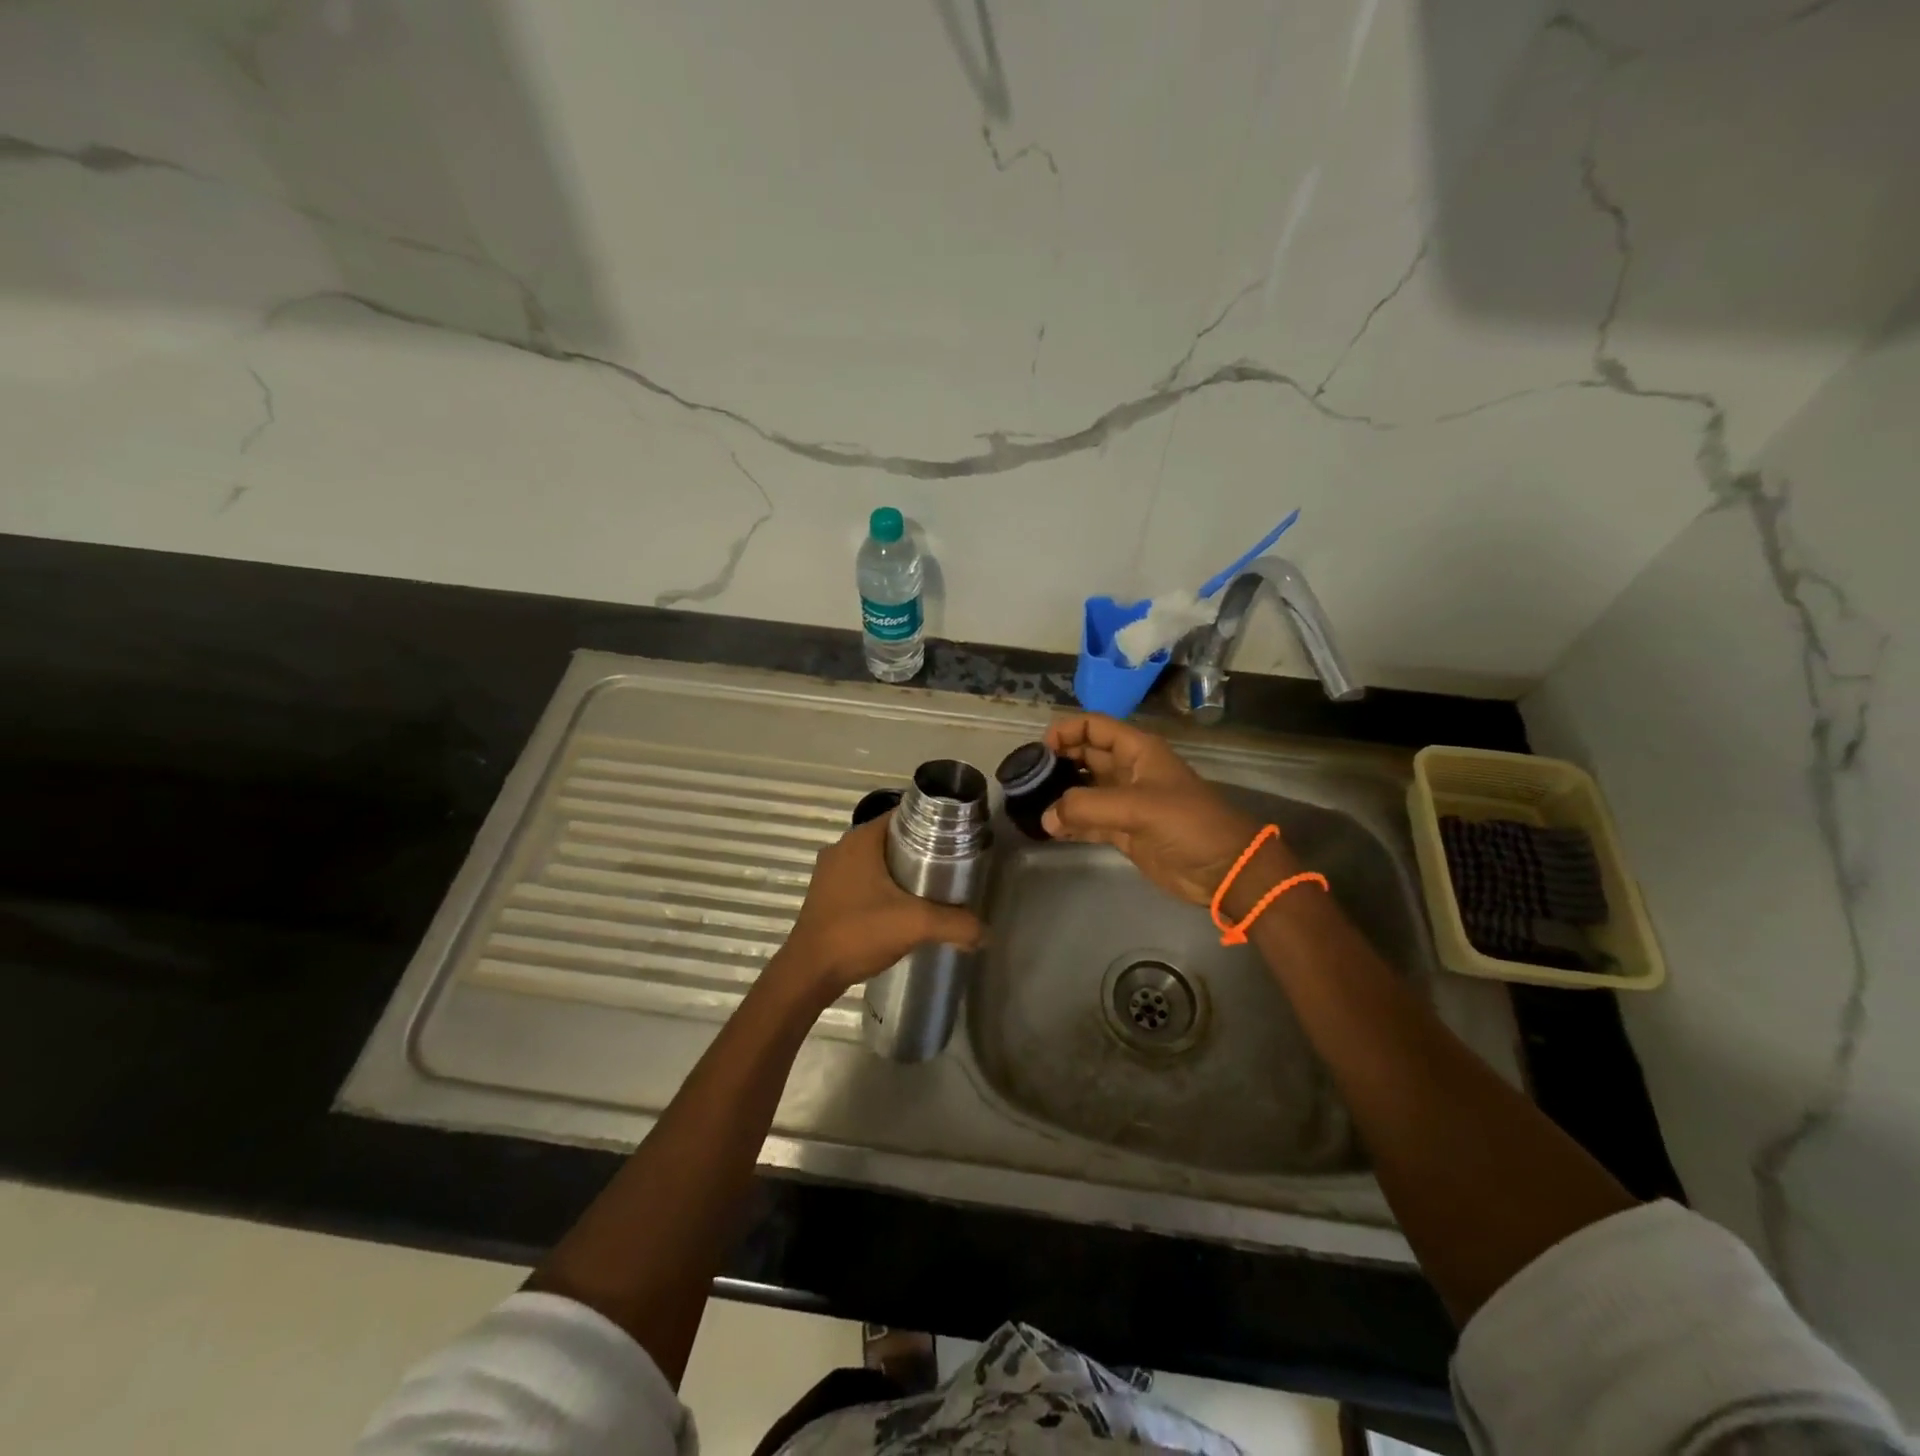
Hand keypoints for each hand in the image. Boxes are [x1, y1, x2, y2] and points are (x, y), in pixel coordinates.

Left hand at [772, 813, 983, 1004]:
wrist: (809, 973)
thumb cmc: (858, 933)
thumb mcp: (915, 925)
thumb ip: (956, 924)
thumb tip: (986, 933)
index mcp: (861, 840)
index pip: (904, 815)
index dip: (933, 824)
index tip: (957, 840)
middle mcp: (842, 847)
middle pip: (892, 838)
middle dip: (921, 850)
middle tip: (950, 867)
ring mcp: (831, 872)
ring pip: (876, 861)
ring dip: (900, 871)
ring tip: (931, 889)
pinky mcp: (826, 895)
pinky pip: (862, 879)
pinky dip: (883, 887)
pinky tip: (900, 908)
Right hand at [1041, 713, 1297, 912]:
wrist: (1224, 869)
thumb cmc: (1188, 824)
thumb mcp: (1138, 807)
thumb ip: (1088, 807)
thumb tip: (1046, 816)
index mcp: (1137, 750)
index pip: (1094, 726)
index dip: (1066, 731)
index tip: (1039, 750)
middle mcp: (1128, 770)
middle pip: (1084, 755)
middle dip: (1057, 762)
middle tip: (1026, 778)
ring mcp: (1125, 802)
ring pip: (1083, 788)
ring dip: (1059, 794)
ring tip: (1029, 803)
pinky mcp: (1123, 831)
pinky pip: (1088, 820)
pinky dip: (1069, 823)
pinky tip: (1048, 829)